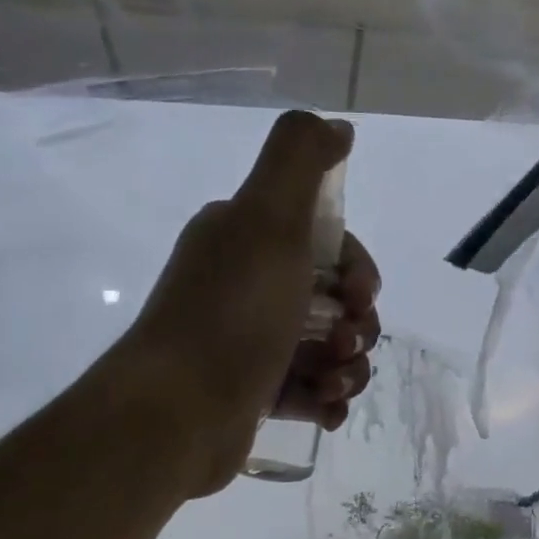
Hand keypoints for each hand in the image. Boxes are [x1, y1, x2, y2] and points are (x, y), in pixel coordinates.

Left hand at [116, 111, 381, 497]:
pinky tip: (326, 410)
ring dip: (348, 367)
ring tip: (332, 385)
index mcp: (248, 240)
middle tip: (343, 344)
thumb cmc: (233, 313)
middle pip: (335, 300)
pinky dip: (327, 400)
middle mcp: (248, 286)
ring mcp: (251, 343)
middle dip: (358, 324)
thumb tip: (337, 126)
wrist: (178, 411)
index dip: (358, 269)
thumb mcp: (269, 219)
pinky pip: (310, 391)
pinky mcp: (255, 393)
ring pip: (329, 349)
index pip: (328, 244)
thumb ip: (301, 160)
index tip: (360, 296)